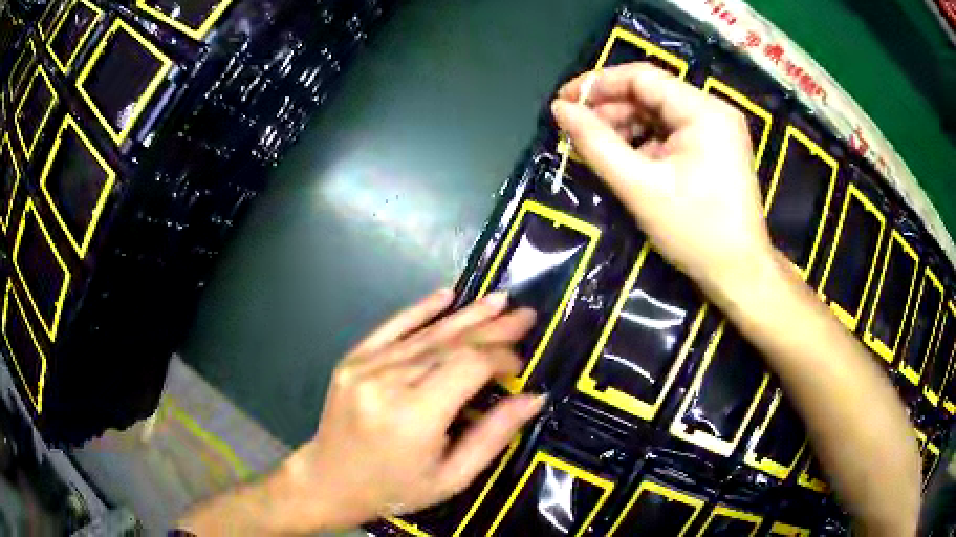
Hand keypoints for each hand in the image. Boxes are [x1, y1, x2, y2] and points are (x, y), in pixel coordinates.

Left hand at [265, 289, 542, 531]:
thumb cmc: (395, 489)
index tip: (520, 364)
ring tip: (498, 300)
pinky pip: (391, 328)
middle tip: (525, 315)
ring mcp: (365, 366)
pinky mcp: (352, 360)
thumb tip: (534, 398)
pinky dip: (420, 311)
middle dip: (492, 328)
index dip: (500, 358)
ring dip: (466, 316)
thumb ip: (493, 436)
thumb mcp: (452, 477)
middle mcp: (387, 382)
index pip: (468, 366)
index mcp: (414, 416)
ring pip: (425, 334)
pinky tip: (446, 295)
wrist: (329, 481)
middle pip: (449, 344)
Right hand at [552, 63, 773, 299]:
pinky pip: (671, 132)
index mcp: (703, 111)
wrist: (739, 274)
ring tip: (597, 150)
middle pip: (650, 94)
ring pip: (658, 113)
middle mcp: (713, 110)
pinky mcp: (715, 148)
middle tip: (576, 133)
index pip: (641, 77)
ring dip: (625, 127)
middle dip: (611, 110)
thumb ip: (596, 143)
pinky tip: (625, 161)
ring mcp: (717, 129)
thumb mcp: (639, 187)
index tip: (563, 102)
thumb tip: (560, 109)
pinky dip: (644, 142)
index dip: (597, 84)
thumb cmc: (695, 232)